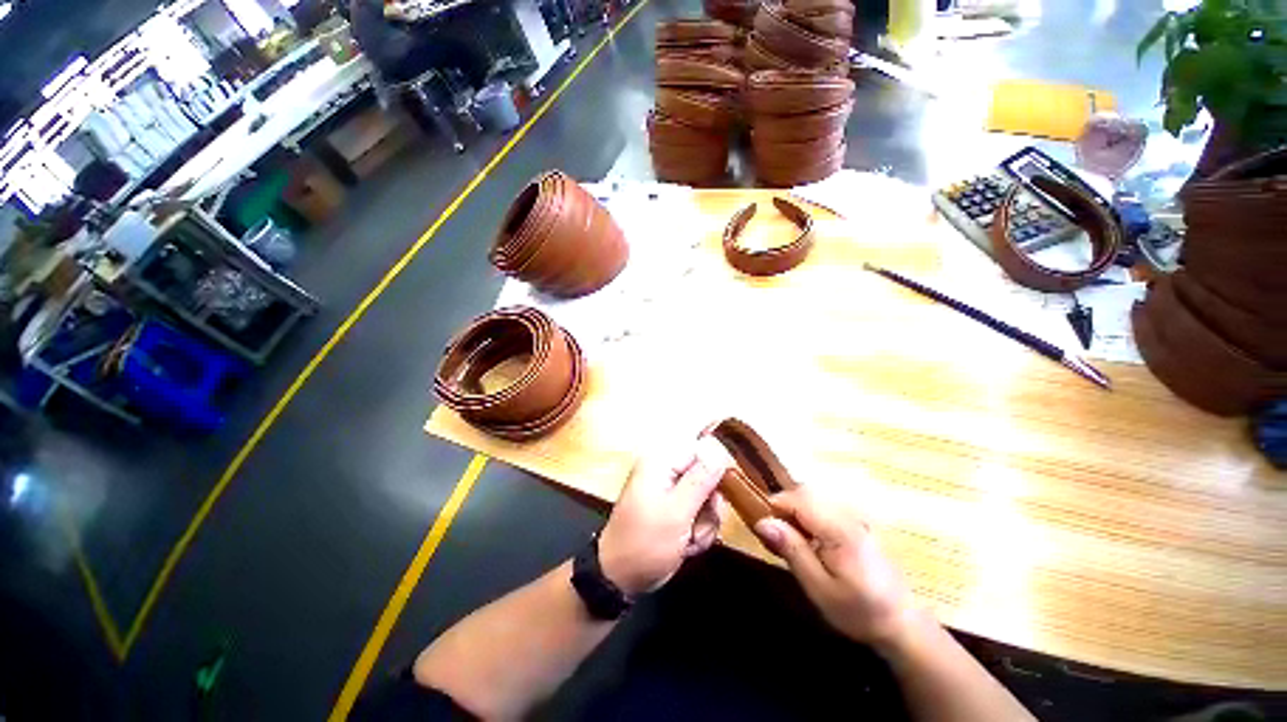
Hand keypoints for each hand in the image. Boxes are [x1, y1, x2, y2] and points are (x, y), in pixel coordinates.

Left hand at [599, 437, 731, 597]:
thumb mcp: (677, 512)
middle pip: (708, 474)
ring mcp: (671, 489)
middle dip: (710, 505)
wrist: (621, 579)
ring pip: (709, 496)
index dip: (716, 468)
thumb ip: (700, 479)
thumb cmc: (645, 542)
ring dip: (706, 522)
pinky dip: (699, 530)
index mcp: (662, 461)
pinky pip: (701, 511)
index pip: (701, 447)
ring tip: (691, 539)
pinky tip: (687, 545)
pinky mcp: (675, 507)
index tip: (720, 495)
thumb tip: (719, 447)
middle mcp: (667, 469)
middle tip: (700, 525)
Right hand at [753, 485, 917, 649]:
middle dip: (783, 506)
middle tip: (771, 533)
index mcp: (839, 529)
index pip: (798, 499)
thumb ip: (792, 550)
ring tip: (786, 538)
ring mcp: (854, 519)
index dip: (774, 504)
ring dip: (794, 511)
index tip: (759, 523)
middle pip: (805, 493)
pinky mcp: (857, 526)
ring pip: (814, 499)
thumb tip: (762, 521)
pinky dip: (807, 517)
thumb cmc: (859, 611)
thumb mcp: (819, 588)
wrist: (902, 625)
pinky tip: (807, 541)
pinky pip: (824, 510)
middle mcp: (847, 516)